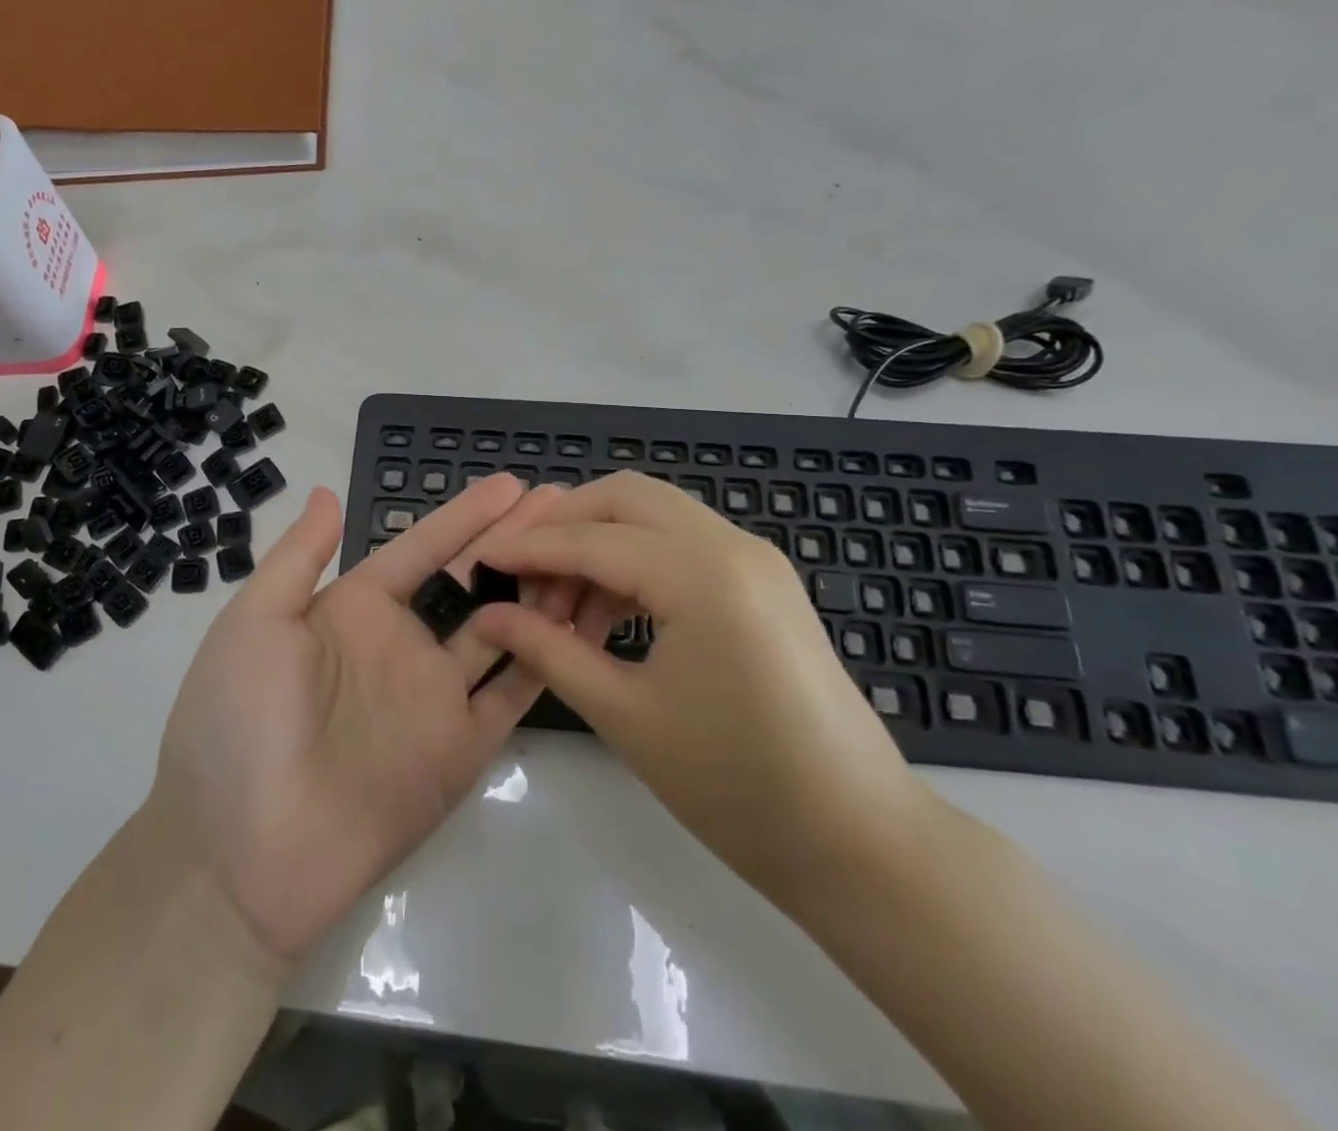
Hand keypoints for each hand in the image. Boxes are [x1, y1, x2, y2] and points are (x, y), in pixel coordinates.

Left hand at [150, 474, 578, 970]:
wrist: (239, 855)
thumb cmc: (235, 723)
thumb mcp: (254, 622)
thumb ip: (299, 557)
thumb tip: (328, 492)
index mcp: (354, 610)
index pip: (422, 549)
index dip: (465, 516)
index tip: (510, 484)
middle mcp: (402, 645)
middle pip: (471, 579)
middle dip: (515, 540)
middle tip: (564, 504)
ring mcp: (435, 697)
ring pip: (504, 627)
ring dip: (540, 588)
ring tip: (585, 548)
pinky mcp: (460, 749)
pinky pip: (512, 693)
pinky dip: (545, 656)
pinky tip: (579, 620)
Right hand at [474, 472, 938, 905]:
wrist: (858, 840)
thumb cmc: (735, 786)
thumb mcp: (625, 715)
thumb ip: (548, 650)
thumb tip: (488, 617)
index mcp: (701, 573)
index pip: (591, 539)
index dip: (527, 548)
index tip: (479, 560)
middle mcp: (731, 544)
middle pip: (624, 497)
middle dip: (563, 524)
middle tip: (520, 574)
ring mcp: (753, 558)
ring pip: (653, 515)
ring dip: (598, 543)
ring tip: (559, 608)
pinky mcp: (761, 580)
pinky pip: (680, 544)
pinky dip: (634, 561)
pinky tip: (605, 614)